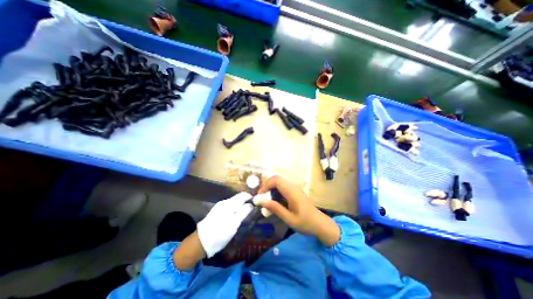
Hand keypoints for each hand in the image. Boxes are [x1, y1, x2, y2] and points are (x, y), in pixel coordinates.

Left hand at [196, 192, 251, 257]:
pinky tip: (236, 216)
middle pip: (239, 198)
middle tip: (252, 210)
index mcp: (229, 204)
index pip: (243, 195)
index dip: (251, 198)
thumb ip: (243, 212)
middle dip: (246, 202)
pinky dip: (235, 208)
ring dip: (241, 205)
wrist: (200, 242)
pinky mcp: (217, 210)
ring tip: (245, 214)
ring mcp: (220, 206)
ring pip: (234, 202)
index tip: (256, 204)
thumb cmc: (219, 234)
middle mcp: (224, 202)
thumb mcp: (233, 224)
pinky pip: (230, 206)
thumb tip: (251, 204)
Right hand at [260, 176, 341, 245]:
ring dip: (271, 188)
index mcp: (292, 192)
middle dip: (267, 186)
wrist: (320, 224)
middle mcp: (293, 187)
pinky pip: (283, 186)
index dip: (266, 185)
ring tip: (267, 199)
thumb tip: (262, 202)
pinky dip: (276, 190)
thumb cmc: (306, 223)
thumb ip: (276, 209)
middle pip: (277, 179)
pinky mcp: (296, 191)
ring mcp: (295, 188)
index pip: (276, 180)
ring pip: (280, 182)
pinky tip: (275, 201)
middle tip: (262, 197)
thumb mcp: (289, 219)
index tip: (260, 195)